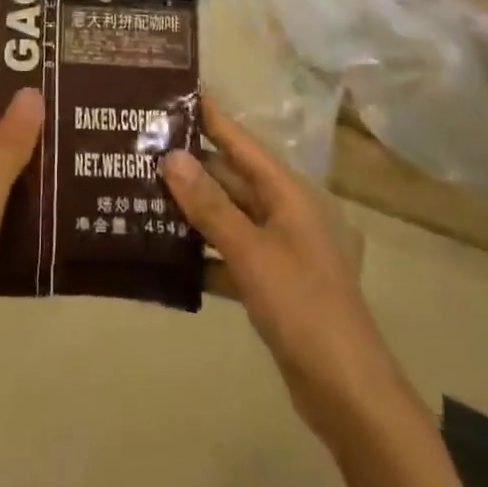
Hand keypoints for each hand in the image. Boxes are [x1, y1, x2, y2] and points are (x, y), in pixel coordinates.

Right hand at [161, 100, 384, 441]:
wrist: (347, 394)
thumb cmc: (303, 307)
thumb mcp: (251, 252)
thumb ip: (210, 206)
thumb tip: (171, 156)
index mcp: (286, 194)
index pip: (241, 143)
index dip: (210, 117)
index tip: (174, 93)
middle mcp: (281, 213)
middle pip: (230, 178)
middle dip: (189, 165)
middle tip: (140, 147)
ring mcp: (275, 250)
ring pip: (225, 216)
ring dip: (190, 209)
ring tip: (140, 190)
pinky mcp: (267, 284)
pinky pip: (226, 253)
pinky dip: (200, 252)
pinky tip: (163, 251)